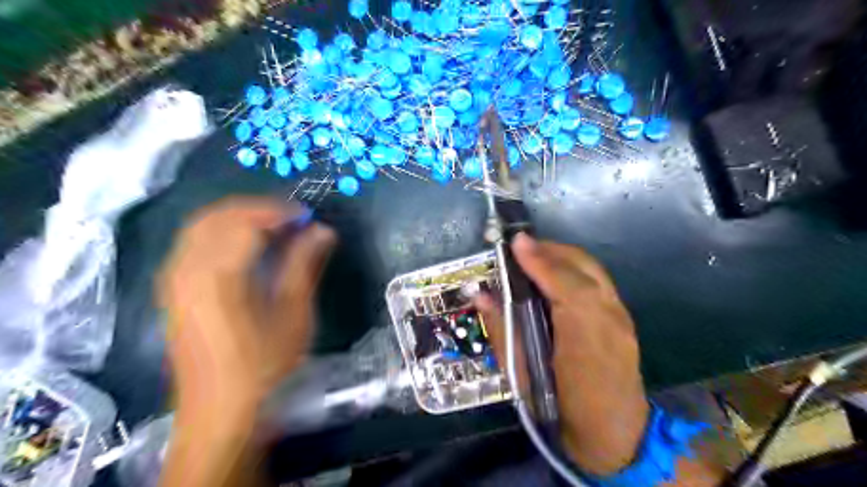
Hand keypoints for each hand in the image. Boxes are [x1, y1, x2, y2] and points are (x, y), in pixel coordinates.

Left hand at [160, 198, 336, 418]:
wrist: (218, 410)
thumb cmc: (263, 364)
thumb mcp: (293, 314)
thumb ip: (304, 265)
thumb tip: (323, 231)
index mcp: (218, 274)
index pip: (246, 221)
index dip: (278, 211)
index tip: (307, 216)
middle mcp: (187, 268)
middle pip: (218, 216)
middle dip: (257, 209)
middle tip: (292, 220)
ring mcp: (173, 279)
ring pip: (202, 226)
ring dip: (238, 218)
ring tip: (274, 229)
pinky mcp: (172, 290)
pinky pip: (193, 243)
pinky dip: (222, 233)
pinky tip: (245, 248)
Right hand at [473, 234, 648, 477]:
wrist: (616, 438)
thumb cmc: (562, 413)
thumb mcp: (523, 378)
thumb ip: (502, 331)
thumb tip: (481, 294)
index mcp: (585, 341)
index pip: (565, 286)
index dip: (540, 261)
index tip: (516, 242)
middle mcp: (610, 321)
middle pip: (583, 268)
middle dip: (550, 250)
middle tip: (520, 248)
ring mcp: (622, 319)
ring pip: (593, 271)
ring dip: (562, 257)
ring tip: (533, 257)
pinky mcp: (624, 319)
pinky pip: (597, 281)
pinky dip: (574, 269)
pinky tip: (555, 276)